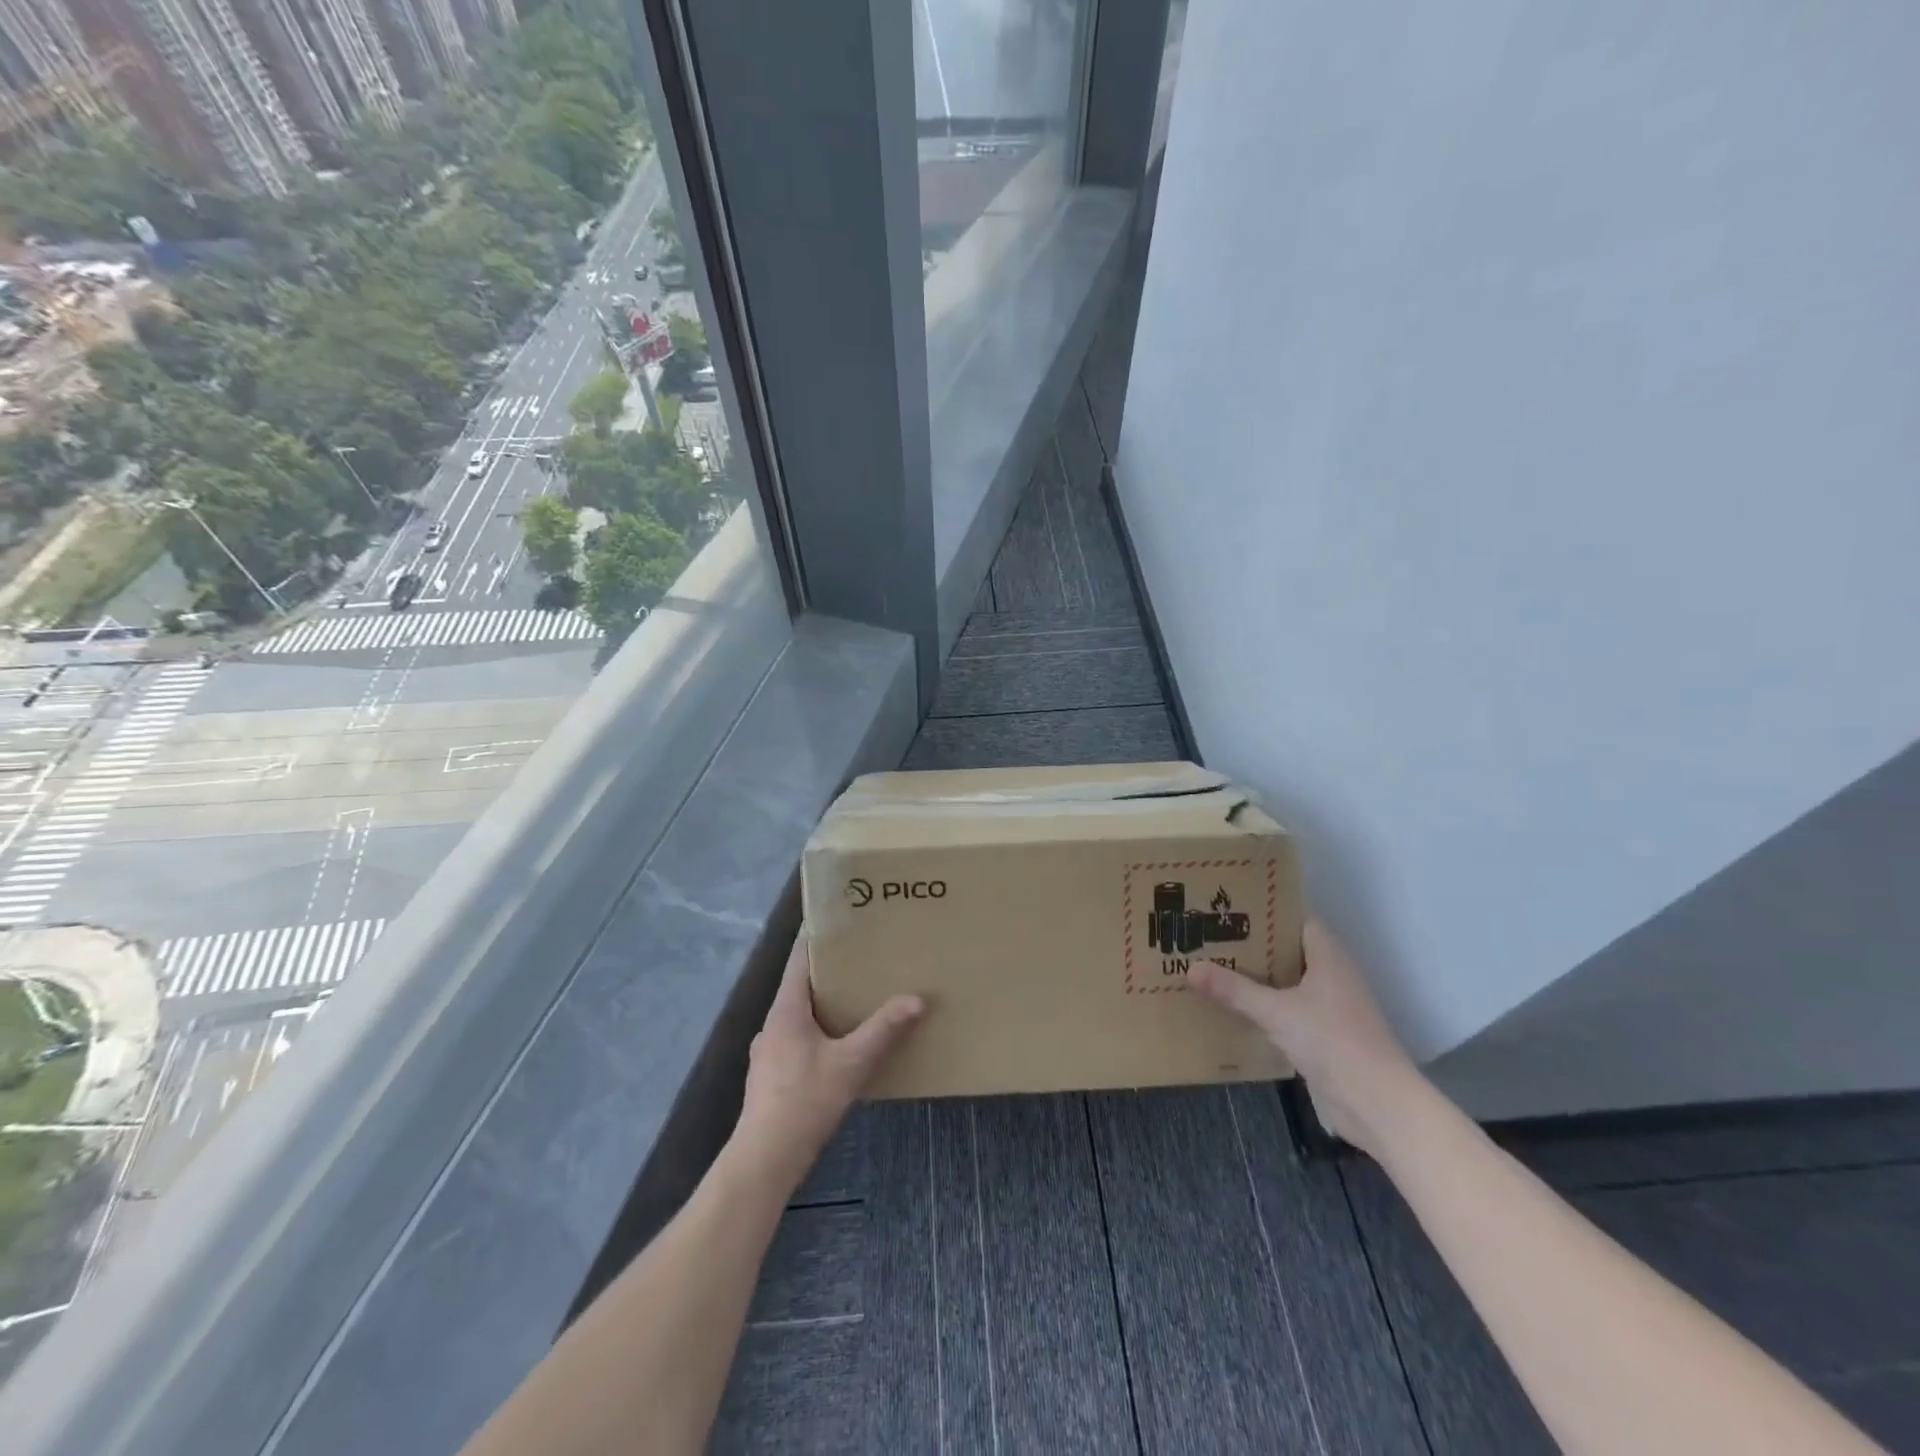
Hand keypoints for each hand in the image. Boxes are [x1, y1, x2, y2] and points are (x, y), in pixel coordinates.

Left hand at [733, 930, 923, 1188]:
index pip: (798, 960)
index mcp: (786, 1010)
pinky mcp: (771, 1077)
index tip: (836, 921)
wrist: (765, 1159)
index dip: (815, 939)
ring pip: (798, 1017)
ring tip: (854, 1003)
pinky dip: (817, 1034)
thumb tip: (917, 999)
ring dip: (823, 1007)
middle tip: (860, 961)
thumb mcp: (852, 1063)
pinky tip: (838, 1048)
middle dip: (828, 974)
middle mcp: (773, 1025)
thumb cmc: (805, 1100)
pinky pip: (797, 1041)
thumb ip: (884, 1030)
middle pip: (800, 987)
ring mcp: (768, 1053)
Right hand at [1188, 918, 1419, 1156]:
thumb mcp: (1275, 1012)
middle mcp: (1331, 975)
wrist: (1376, 1104)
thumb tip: (1190, 967)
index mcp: (1328, 956)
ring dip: (1256, 979)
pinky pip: (1288, 1011)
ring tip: (1213, 967)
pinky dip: (1264, 1008)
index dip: (1266, 910)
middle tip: (1209, 935)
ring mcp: (1330, 1008)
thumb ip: (1233, 989)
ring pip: (1286, 983)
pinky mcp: (1324, 1037)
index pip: (1296, 919)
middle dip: (1252, 945)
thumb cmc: (1332, 1041)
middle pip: (1287, 950)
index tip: (1229, 906)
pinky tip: (1233, 1009)